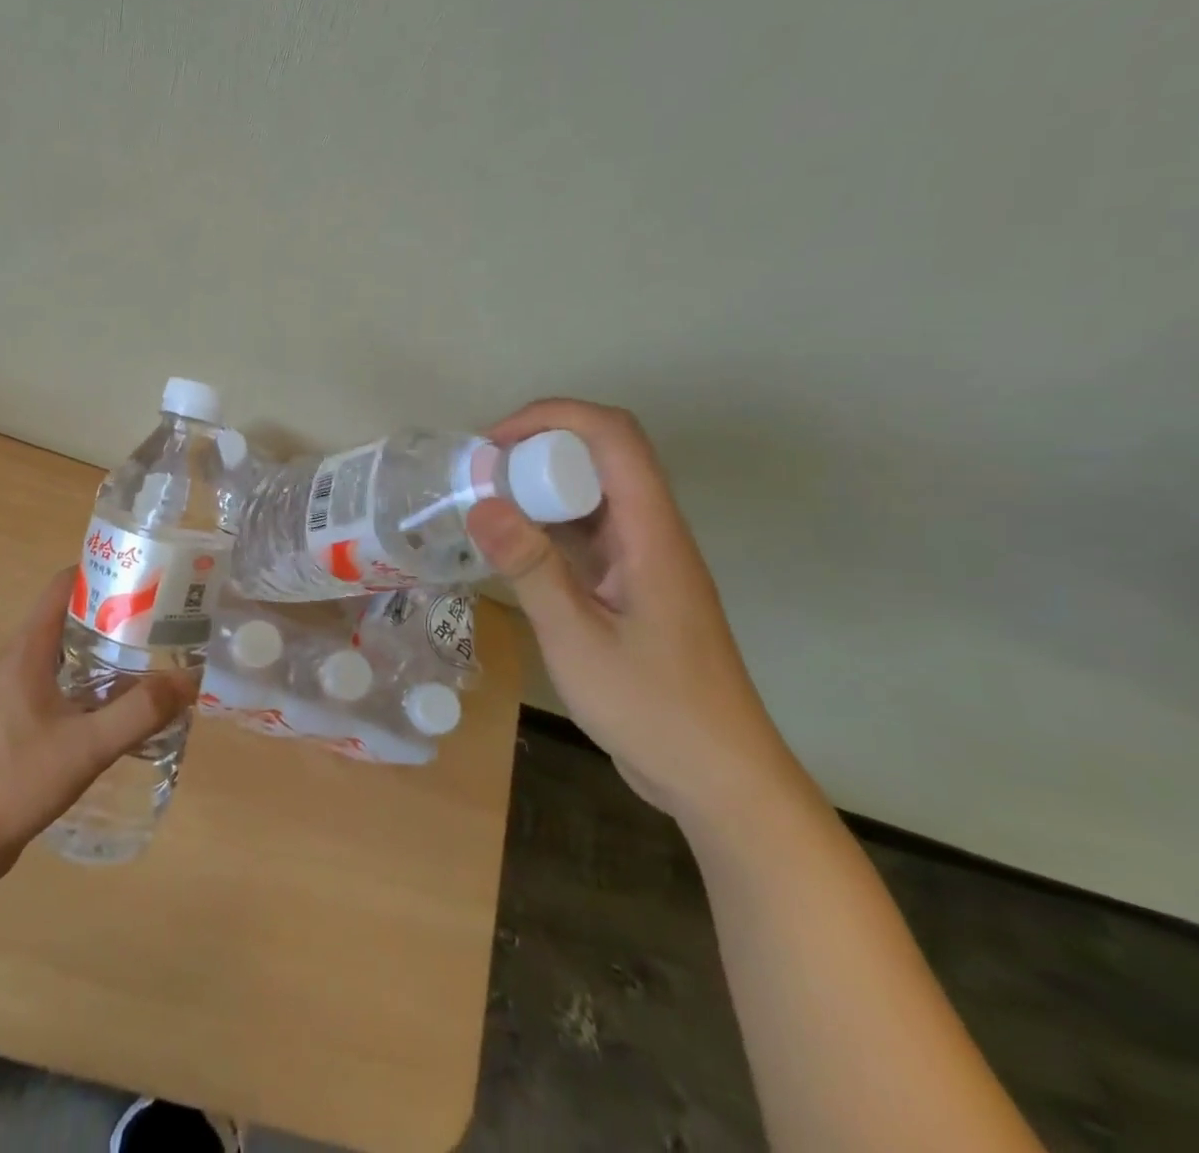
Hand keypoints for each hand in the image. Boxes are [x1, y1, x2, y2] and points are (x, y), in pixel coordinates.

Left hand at [0, 568, 196, 883]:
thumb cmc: (16, 780)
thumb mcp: (86, 746)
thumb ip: (139, 713)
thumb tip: (189, 680)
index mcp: (29, 649)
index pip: (64, 585)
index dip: (104, 572)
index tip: (147, 577)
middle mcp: (24, 660)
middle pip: (74, 616)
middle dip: (119, 613)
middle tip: (166, 619)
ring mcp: (23, 691)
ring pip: (74, 653)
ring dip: (112, 650)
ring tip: (159, 657)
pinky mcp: (27, 719)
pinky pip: (70, 685)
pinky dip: (101, 683)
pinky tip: (131, 705)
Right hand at [467, 399, 812, 830]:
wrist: (719, 780)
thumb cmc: (654, 709)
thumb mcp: (578, 639)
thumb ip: (531, 568)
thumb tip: (481, 504)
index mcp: (652, 533)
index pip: (614, 436)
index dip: (554, 417)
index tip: (495, 441)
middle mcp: (653, 534)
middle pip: (603, 456)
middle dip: (538, 448)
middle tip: (479, 473)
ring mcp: (645, 561)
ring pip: (594, 495)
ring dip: (541, 487)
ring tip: (485, 502)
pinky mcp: (634, 587)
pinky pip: (589, 535)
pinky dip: (548, 526)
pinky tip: (511, 548)